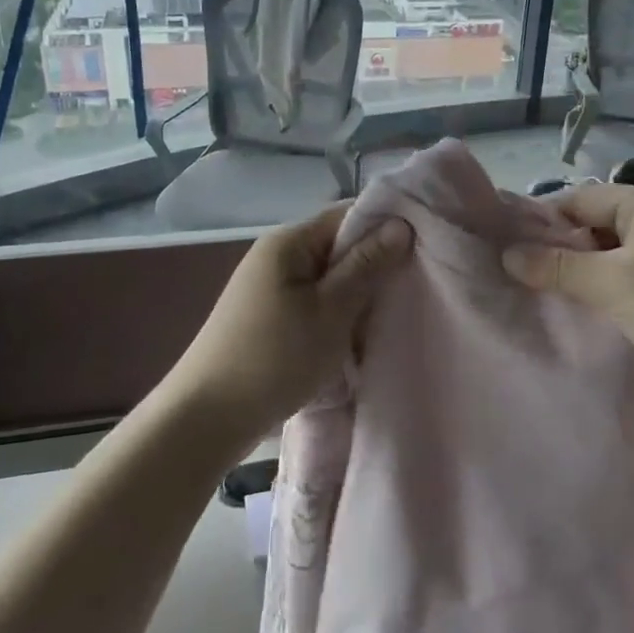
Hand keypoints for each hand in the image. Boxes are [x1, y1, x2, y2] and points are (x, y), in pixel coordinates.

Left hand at [160, 203, 412, 440]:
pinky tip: (357, 334)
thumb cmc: (274, 358)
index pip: (347, 215)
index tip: (425, 248)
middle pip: (338, 246)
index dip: (386, 227)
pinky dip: (337, 314)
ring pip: (328, 278)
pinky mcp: (268, 316)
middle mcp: (277, 255)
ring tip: (391, 313)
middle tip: (415, 287)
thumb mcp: (330, 311)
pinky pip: (314, 302)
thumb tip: (400, 224)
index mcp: (288, 242)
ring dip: (357, 294)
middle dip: (375, 265)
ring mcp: (270, 287)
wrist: (208, 417)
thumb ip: (366, 266)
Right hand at [501, 184, 633, 417]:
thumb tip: (507, 253)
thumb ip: (557, 267)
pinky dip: (611, 291)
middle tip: (522, 279)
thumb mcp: (614, 286)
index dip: (543, 222)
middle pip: (599, 226)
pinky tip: (587, 313)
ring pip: (615, 255)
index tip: (507, 251)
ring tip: (547, 297)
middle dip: (563, 252)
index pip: (582, 199)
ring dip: (585, 276)